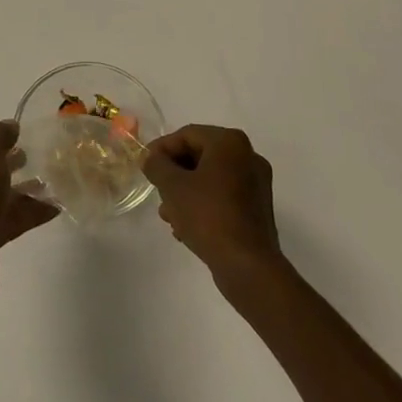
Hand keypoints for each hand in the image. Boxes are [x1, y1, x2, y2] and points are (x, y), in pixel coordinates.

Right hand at [143, 126, 283, 289]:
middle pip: (200, 155)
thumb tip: (150, 158)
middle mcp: (248, 156)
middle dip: (174, 173)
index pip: (187, 135)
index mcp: (230, 142)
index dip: (161, 148)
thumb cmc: (208, 216)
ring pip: (210, 178)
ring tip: (168, 215)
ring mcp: (256, 183)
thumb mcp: (172, 187)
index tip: (144, 165)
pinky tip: (186, 227)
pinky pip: (223, 196)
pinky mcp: (257, 208)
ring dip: (186, 191)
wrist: (247, 265)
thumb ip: (157, 165)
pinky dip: (203, 204)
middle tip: (156, 189)